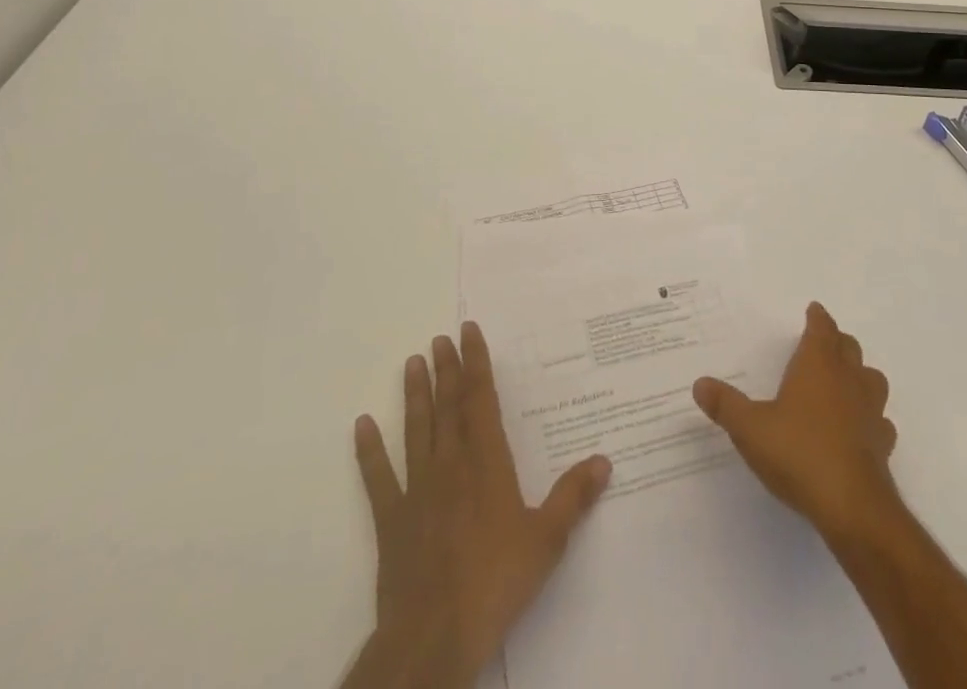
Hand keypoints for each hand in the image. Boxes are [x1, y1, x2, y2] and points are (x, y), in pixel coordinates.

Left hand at [346, 322, 611, 688]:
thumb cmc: (496, 582)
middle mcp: (450, 464)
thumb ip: (573, 497)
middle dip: (445, 369)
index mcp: (486, 462)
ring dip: (414, 395)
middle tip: (439, 338)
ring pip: (416, 430)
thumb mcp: (547, 540)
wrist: (434, 636)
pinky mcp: (391, 520)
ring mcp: (416, 490)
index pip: (480, 399)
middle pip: (447, 406)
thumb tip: (604, 460)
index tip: (468, 331)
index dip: (475, 362)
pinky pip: (378, 478)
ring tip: (412, 362)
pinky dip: (369, 450)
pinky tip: (362, 425)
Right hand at [693, 301, 899, 543]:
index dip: (818, 318)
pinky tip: (860, 429)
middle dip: (837, 342)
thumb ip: (725, 405)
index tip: (814, 311)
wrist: (852, 507)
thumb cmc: (798, 453)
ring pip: (872, 379)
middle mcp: (848, 380)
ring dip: (860, 376)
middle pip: (849, 348)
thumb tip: (699, 384)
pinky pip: (881, 421)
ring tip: (845, 383)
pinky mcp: (882, 445)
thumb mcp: (750, 428)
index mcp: (818, 365)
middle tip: (823, 344)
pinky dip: (872, 419)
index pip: (822, 329)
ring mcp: (870, 412)